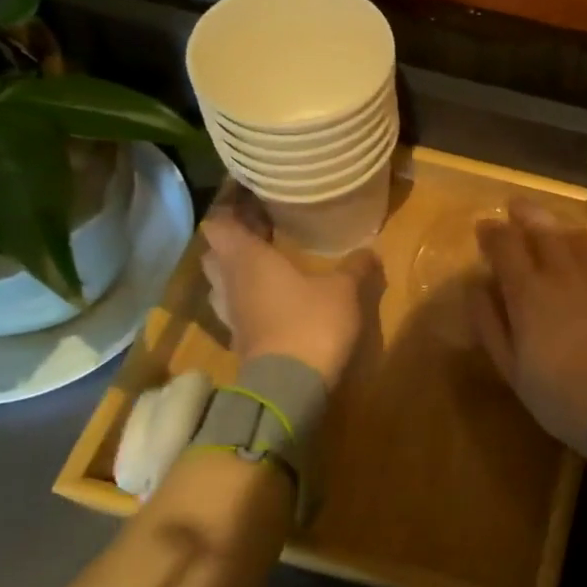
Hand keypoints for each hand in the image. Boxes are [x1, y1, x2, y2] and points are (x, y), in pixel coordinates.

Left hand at [201, 198, 378, 386]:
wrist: (290, 386)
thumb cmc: (311, 322)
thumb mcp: (344, 290)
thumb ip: (355, 267)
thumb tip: (371, 250)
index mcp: (247, 259)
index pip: (219, 223)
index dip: (230, 210)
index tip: (251, 200)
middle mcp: (230, 282)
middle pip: (216, 252)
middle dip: (234, 240)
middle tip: (262, 231)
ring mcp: (230, 314)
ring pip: (222, 282)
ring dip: (237, 271)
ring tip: (266, 264)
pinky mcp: (239, 339)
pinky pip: (236, 308)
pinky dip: (247, 299)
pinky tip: (272, 299)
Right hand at [468, 199, 586, 457]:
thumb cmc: (561, 396)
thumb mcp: (512, 369)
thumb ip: (490, 323)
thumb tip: (474, 286)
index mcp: (529, 292)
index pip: (504, 244)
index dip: (491, 232)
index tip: (483, 228)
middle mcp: (564, 271)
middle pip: (542, 228)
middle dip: (525, 214)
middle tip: (515, 207)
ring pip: (576, 235)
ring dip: (557, 224)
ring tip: (548, 223)